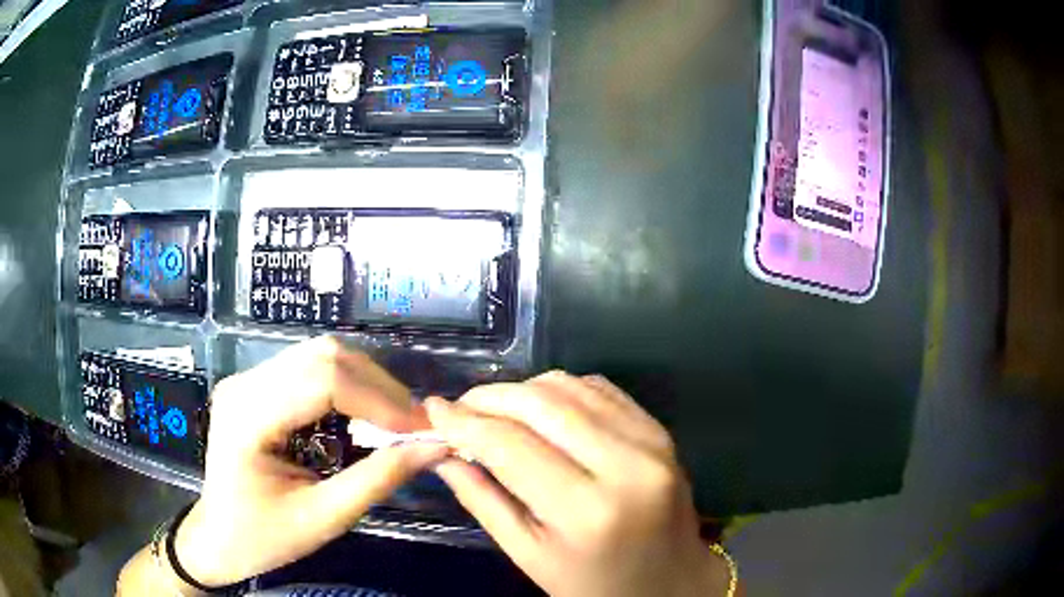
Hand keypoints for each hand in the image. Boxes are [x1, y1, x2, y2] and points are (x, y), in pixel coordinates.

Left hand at [174, 337, 448, 586]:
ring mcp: (246, 380)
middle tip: (412, 424)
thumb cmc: (264, 537)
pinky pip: (308, 368)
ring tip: (393, 420)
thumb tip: (434, 448)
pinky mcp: (255, 386)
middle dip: (378, 386)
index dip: (379, 399)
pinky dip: (346, 387)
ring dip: (365, 382)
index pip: (322, 380)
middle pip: (322, 355)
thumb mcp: (323, 519)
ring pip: (318, 355)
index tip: (420, 430)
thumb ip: (377, 480)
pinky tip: (362, 415)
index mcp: (248, 417)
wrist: (218, 537)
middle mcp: (244, 384)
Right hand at [425, 372, 732, 596]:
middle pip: (539, 403)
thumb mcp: (530, 556)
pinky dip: (560, 391)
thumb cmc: (594, 584)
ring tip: (496, 413)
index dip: (464, 421)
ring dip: (522, 391)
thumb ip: (483, 501)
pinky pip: (598, 388)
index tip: (433, 410)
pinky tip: (541, 412)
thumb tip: (443, 452)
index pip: (510, 445)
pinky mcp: (659, 429)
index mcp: (586, 511)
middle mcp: (624, 465)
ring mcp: (649, 441)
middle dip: (488, 397)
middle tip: (460, 409)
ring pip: (568, 385)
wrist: (672, 580)